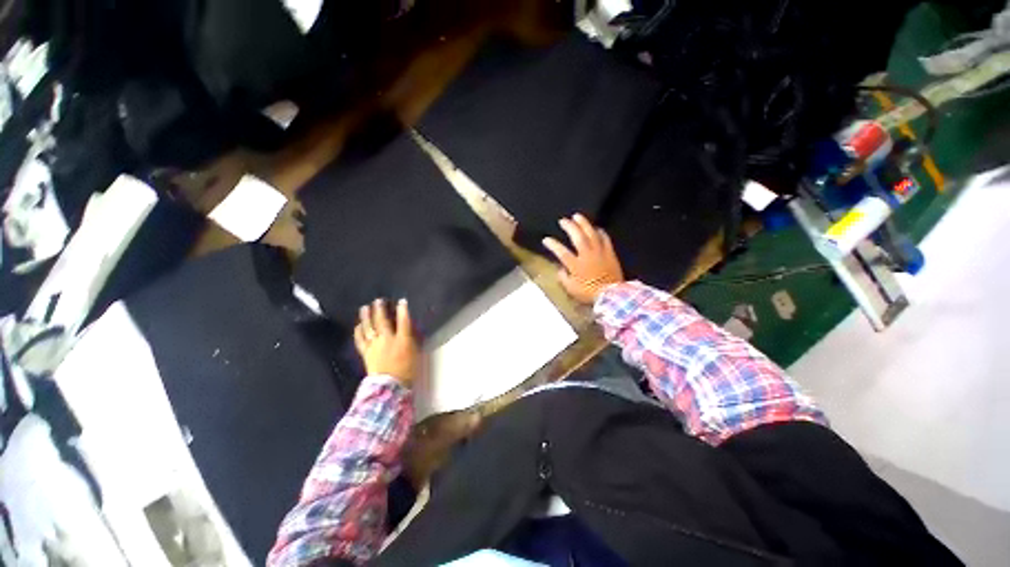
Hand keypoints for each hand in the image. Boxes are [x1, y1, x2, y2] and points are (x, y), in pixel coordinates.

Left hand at [354, 298, 419, 385]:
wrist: (390, 386)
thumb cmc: (407, 370)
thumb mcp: (415, 353)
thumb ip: (411, 340)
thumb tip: (408, 330)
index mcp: (402, 340)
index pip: (403, 321)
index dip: (402, 310)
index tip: (402, 301)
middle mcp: (387, 339)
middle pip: (382, 321)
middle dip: (380, 309)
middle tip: (378, 300)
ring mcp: (375, 345)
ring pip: (369, 327)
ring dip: (367, 317)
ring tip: (365, 308)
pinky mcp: (366, 353)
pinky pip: (360, 340)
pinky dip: (358, 331)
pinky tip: (358, 325)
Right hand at [542, 214, 624, 303]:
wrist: (611, 294)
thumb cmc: (589, 293)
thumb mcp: (571, 289)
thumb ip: (563, 278)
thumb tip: (560, 269)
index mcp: (575, 265)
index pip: (561, 252)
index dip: (553, 244)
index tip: (546, 239)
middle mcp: (587, 255)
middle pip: (577, 237)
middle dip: (569, 227)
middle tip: (563, 220)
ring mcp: (599, 252)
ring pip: (591, 234)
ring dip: (584, 224)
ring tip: (577, 216)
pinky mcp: (609, 253)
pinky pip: (605, 239)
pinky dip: (600, 232)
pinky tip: (596, 228)